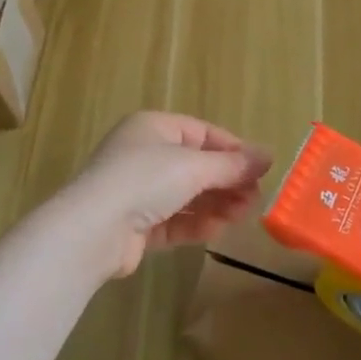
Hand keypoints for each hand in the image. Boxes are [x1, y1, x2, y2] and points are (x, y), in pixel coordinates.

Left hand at [50, 111, 272, 279]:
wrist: (92, 231)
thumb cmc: (144, 181)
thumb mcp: (193, 167)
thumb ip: (232, 165)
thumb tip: (268, 156)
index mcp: (153, 128)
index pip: (202, 133)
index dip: (232, 149)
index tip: (260, 169)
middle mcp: (144, 155)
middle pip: (196, 165)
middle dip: (226, 181)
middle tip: (255, 198)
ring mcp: (138, 191)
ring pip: (186, 194)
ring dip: (215, 204)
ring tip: (242, 215)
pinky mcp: (136, 225)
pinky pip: (173, 220)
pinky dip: (195, 223)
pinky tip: (217, 230)